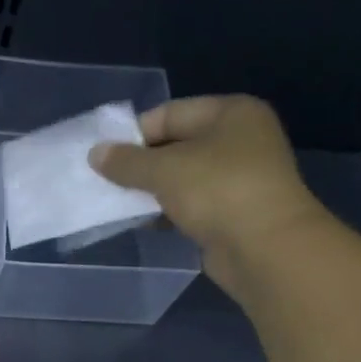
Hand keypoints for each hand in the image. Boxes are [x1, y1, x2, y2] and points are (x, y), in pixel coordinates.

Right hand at [88, 95, 331, 293]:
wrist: (265, 248)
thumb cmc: (217, 192)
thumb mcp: (164, 170)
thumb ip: (126, 161)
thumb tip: (95, 154)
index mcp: (231, 113)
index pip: (169, 113)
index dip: (134, 135)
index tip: (104, 159)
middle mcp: (239, 139)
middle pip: (176, 145)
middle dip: (141, 165)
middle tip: (106, 183)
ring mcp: (239, 177)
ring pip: (182, 177)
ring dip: (151, 191)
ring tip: (120, 204)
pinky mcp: (234, 211)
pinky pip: (191, 204)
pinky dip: (168, 211)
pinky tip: (145, 223)